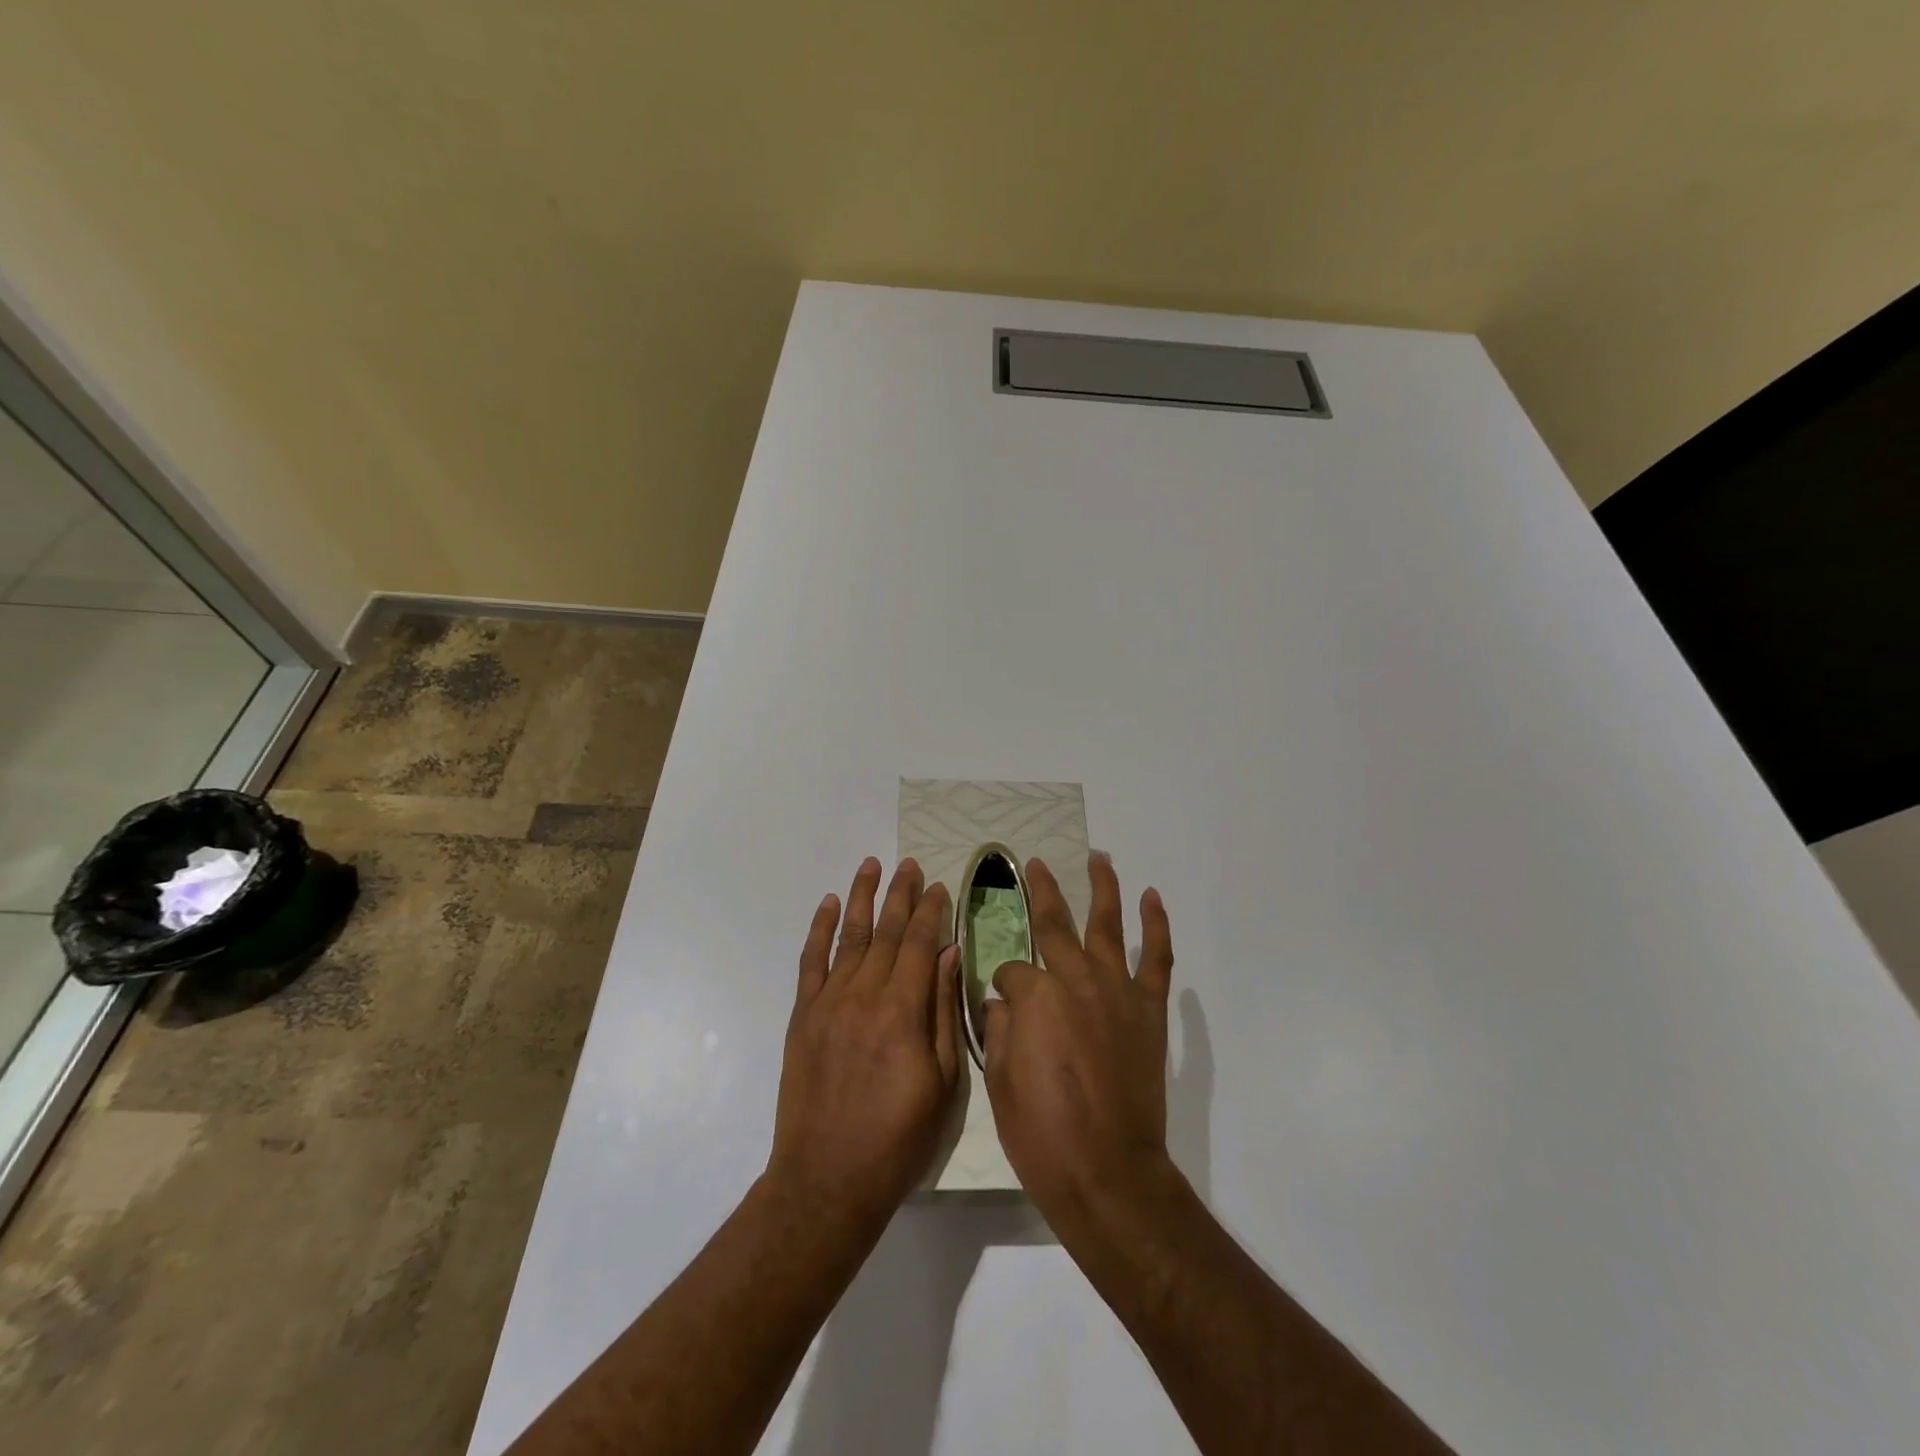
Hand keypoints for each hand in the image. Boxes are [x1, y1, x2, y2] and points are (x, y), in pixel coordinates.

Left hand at [767, 857, 961, 1229]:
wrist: (827, 1179)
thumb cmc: (898, 1138)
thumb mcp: (943, 1082)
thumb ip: (944, 1012)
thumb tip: (950, 955)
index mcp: (903, 1012)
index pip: (921, 945)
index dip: (931, 912)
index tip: (939, 886)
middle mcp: (864, 995)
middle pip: (887, 932)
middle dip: (901, 894)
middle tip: (910, 864)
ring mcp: (828, 1003)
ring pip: (850, 937)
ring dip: (862, 898)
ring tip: (872, 865)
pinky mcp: (802, 1016)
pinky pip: (811, 962)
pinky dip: (819, 929)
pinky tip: (830, 904)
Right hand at [983, 853, 1175, 1232]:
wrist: (1107, 1173)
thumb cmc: (1042, 1133)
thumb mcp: (998, 1079)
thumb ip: (1000, 1027)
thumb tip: (1004, 1002)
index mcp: (1034, 994)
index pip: (1011, 972)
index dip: (1003, 986)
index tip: (1002, 1005)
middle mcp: (1075, 978)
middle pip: (1055, 924)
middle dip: (1041, 892)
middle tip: (1034, 865)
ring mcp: (1116, 990)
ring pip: (1108, 924)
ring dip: (1103, 887)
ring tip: (1099, 858)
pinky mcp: (1148, 1010)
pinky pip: (1156, 958)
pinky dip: (1156, 926)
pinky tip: (1152, 899)